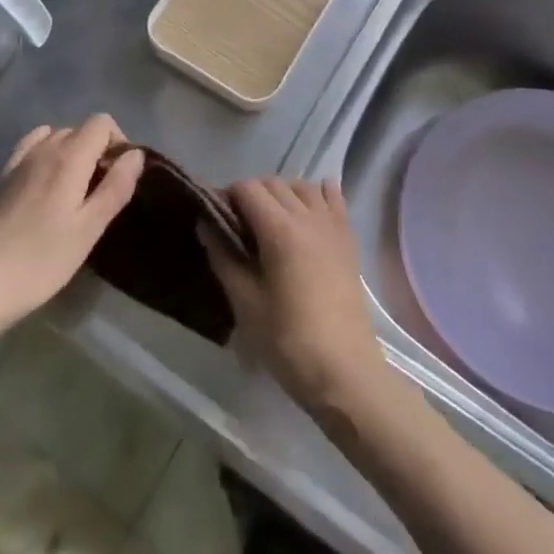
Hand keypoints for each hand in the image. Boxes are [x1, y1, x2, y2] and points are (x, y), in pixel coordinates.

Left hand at [0, 116, 143, 336]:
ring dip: (73, 153)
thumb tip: (136, 154)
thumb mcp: (89, 229)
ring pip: (56, 137)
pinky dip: (48, 156)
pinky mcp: (3, 177)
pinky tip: (48, 186)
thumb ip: (116, 187)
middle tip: (103, 191)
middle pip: (80, 129)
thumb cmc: (41, 260)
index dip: (119, 141)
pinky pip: (32, 148)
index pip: (101, 122)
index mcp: (69, 156)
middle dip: (98, 149)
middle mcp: (44, 148)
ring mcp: (19, 161)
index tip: (121, 175)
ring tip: (77, 192)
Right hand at [201, 178, 387, 413]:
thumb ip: (223, 257)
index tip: (214, 218)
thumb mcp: (245, 302)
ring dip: (281, 192)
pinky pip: (333, 199)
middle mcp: (307, 216)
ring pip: (302, 186)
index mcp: (279, 229)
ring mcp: (332, 226)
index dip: (226, 196)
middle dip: (250, 194)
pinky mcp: (348, 239)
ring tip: (269, 220)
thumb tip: (205, 224)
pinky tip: (307, 209)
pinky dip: (317, 194)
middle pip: (273, 183)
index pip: (247, 189)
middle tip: (236, 224)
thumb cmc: (287, 340)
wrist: (344, 370)